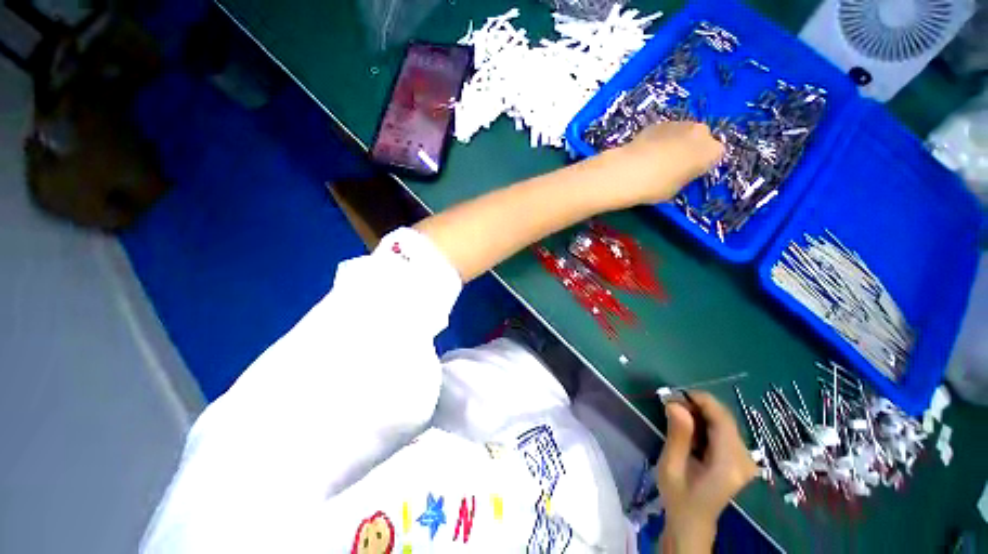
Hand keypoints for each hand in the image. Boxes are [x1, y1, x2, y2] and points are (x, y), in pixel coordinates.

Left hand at [603, 121, 723, 207]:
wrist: (629, 171)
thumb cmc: (657, 186)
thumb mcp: (676, 188)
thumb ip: (684, 176)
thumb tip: (679, 172)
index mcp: (712, 151)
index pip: (715, 156)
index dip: (701, 165)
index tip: (688, 173)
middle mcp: (701, 132)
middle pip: (700, 139)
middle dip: (690, 148)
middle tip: (673, 164)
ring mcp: (679, 123)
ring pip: (682, 133)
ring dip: (675, 142)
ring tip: (656, 158)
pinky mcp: (658, 122)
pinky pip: (664, 132)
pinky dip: (658, 139)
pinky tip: (645, 152)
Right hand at [656, 392, 758, 552]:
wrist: (693, 522)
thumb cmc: (678, 496)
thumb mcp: (671, 466)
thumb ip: (677, 435)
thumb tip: (675, 403)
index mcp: (729, 463)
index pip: (722, 419)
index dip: (700, 400)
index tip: (674, 394)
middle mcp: (744, 459)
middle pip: (724, 418)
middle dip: (697, 406)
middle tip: (671, 406)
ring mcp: (746, 460)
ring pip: (724, 422)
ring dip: (700, 414)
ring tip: (677, 418)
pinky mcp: (741, 459)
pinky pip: (724, 430)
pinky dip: (706, 423)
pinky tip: (691, 430)